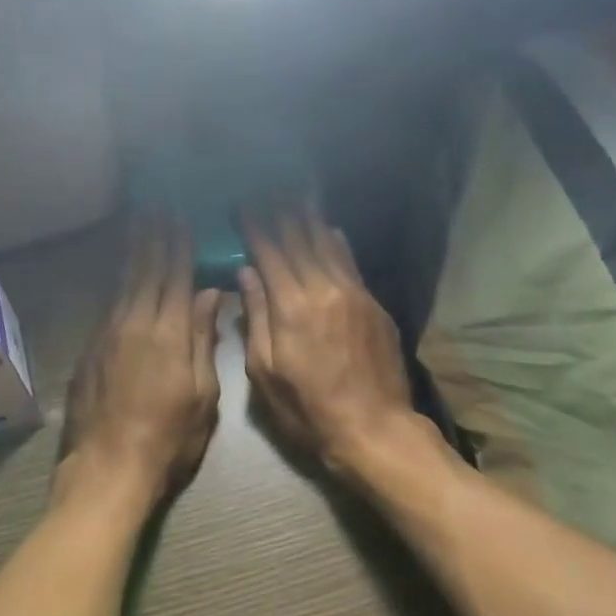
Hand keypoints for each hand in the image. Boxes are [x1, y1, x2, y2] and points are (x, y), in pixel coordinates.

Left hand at [58, 218, 223, 513]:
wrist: (108, 467)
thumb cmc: (168, 438)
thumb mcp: (201, 395)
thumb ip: (203, 339)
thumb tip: (209, 292)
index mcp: (167, 333)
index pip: (175, 276)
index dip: (179, 244)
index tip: (181, 216)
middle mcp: (134, 322)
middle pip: (146, 269)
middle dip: (153, 235)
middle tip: (156, 205)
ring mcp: (108, 333)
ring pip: (123, 280)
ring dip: (133, 249)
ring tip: (139, 222)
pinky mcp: (90, 347)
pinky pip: (109, 300)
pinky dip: (118, 278)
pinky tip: (122, 269)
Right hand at [240, 208, 414, 478]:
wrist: (373, 428)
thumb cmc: (307, 408)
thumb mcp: (265, 371)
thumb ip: (255, 317)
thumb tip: (245, 273)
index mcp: (290, 307)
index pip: (268, 254)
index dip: (254, 227)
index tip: (242, 204)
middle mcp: (322, 290)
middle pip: (299, 240)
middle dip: (280, 212)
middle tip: (268, 187)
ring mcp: (353, 294)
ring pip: (327, 245)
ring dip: (309, 218)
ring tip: (296, 194)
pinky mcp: (373, 304)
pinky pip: (350, 262)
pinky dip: (336, 242)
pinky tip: (329, 229)